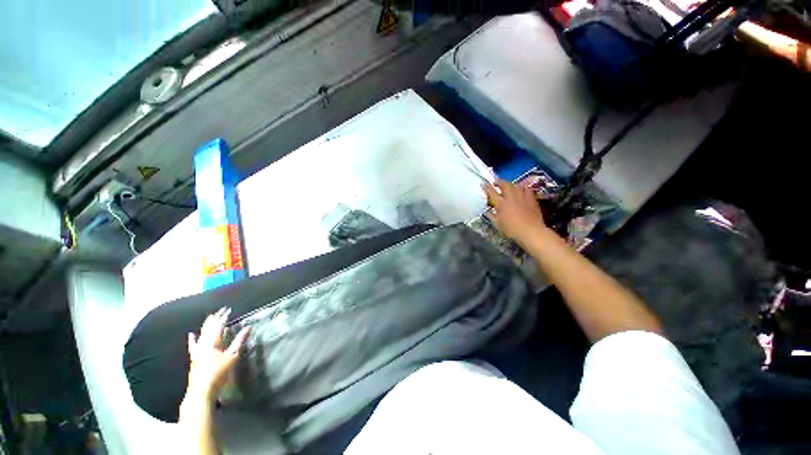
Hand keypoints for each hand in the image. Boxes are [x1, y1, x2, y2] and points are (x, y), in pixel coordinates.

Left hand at [186, 307, 249, 400]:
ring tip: (209, 318)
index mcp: (212, 343)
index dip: (223, 317)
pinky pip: (193, 345)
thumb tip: (248, 327)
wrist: (201, 391)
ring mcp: (197, 351)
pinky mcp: (194, 358)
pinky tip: (192, 335)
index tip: (228, 310)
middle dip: (214, 319)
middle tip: (220, 311)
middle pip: (208, 329)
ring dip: (206, 326)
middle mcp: (203, 345)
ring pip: (201, 335)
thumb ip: (239, 341)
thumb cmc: (218, 373)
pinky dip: (193, 339)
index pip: (218, 326)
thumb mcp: (232, 356)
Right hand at [483, 180, 548, 246]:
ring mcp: (522, 197)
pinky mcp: (531, 199)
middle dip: (499, 182)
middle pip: (505, 184)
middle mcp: (511, 197)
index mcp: (501, 204)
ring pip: (515, 185)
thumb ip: (492, 217)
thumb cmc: (512, 230)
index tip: (484, 184)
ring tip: (508, 186)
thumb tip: (488, 213)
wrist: (531, 232)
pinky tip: (521, 189)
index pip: (491, 192)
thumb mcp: (498, 225)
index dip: (487, 187)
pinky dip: (522, 187)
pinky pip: (527, 189)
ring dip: (510, 184)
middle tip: (496, 183)